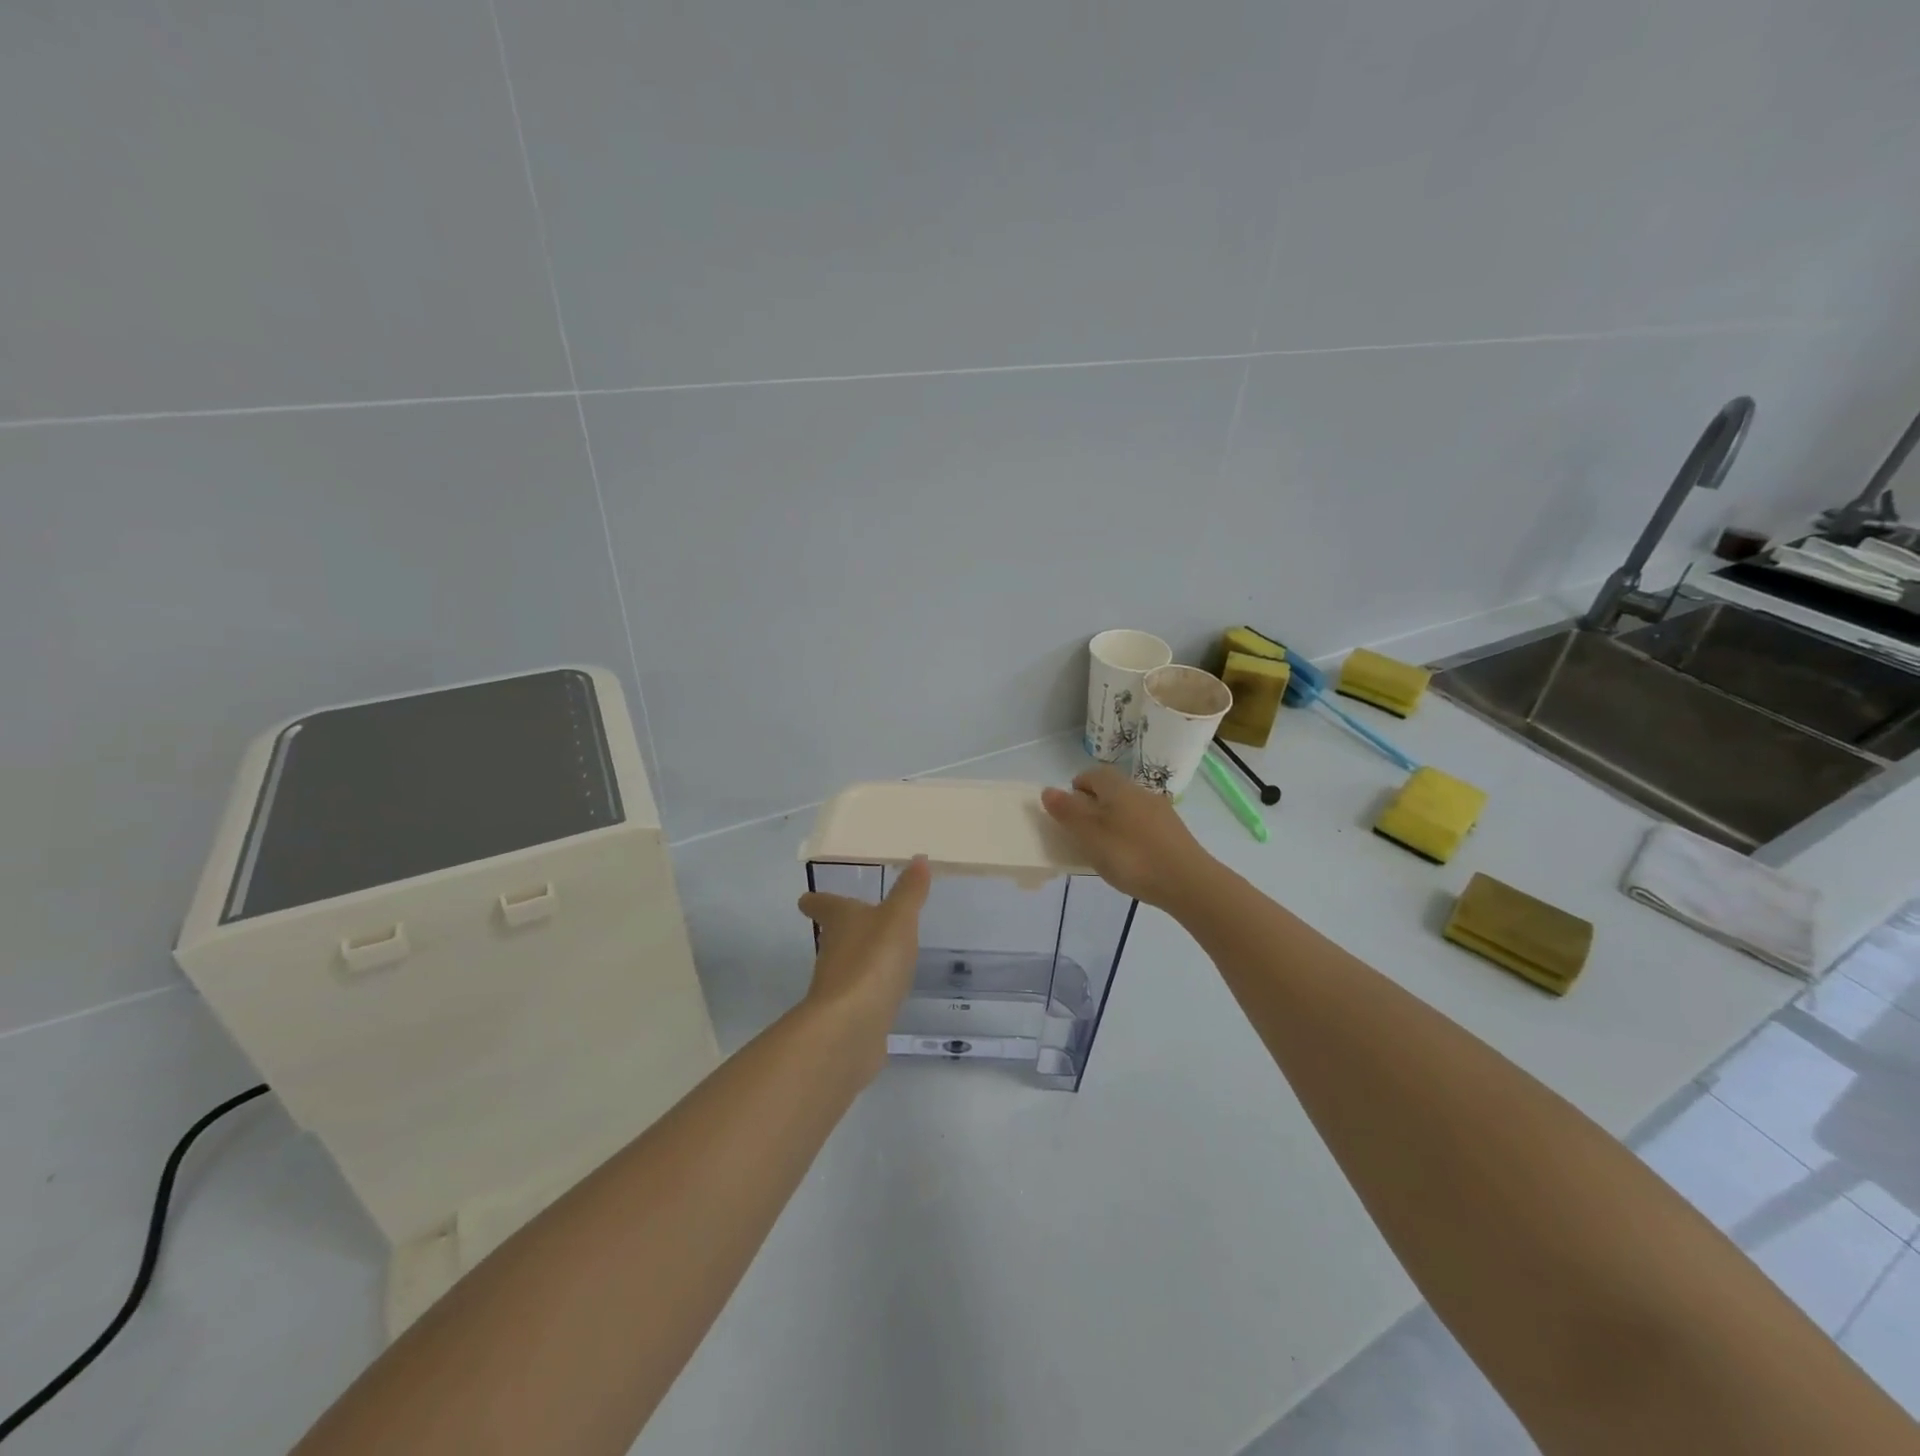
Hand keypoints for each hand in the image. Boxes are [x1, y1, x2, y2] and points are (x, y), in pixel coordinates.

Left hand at [797, 856, 930, 1061]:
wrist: (851, 1026)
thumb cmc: (872, 960)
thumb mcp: (899, 918)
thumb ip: (909, 892)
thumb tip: (918, 858)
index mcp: (840, 922)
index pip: (823, 905)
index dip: (818, 900)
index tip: (808, 899)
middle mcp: (832, 952)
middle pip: (833, 936)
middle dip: (844, 929)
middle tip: (859, 922)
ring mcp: (837, 988)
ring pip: (846, 966)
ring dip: (860, 960)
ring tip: (881, 956)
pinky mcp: (848, 1018)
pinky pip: (860, 998)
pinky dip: (870, 993)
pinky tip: (886, 995)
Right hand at [1041, 766, 1213, 907]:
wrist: (1187, 882)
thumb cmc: (1131, 855)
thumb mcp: (1089, 835)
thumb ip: (1067, 812)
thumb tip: (1048, 790)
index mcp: (1118, 787)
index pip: (1091, 774)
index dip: (1074, 790)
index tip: (1066, 814)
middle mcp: (1140, 792)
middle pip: (1109, 791)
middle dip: (1092, 808)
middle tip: (1081, 836)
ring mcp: (1161, 812)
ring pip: (1127, 809)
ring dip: (1112, 823)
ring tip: (1104, 852)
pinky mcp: (1174, 833)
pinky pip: (1143, 827)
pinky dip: (1130, 837)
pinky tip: (1130, 861)